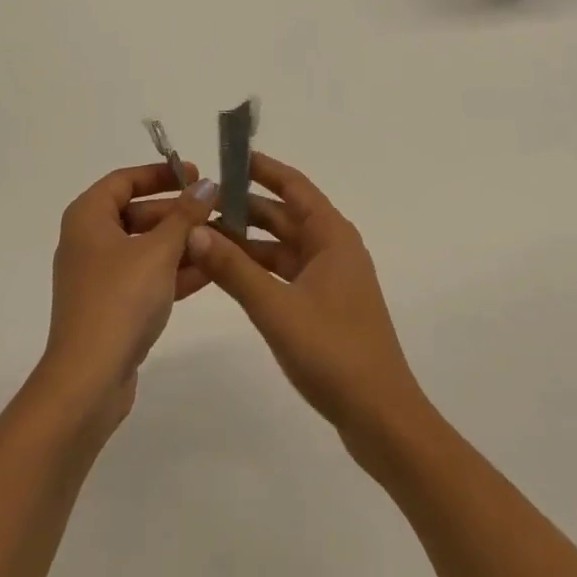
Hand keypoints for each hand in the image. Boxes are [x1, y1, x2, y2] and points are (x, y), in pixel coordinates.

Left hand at [39, 163, 219, 427]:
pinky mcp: (111, 308)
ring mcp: (98, 277)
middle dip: (177, 212)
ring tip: (222, 239)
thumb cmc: (120, 300)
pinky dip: (173, 272)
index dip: (160, 174)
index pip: (125, 179)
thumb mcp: (159, 251)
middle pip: (136, 212)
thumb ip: (185, 215)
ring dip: (180, 243)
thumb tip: (206, 185)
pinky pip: (145, 277)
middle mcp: (88, 240)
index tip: (195, 174)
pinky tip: (210, 271)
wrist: (88, 382)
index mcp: (88, 217)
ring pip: (144, 247)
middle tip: (214, 209)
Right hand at [182, 152, 424, 439]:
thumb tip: (194, 231)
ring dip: (247, 240)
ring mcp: (329, 278)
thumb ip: (234, 269)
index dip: (261, 168)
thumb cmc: (334, 353)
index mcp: (331, 235)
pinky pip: (284, 272)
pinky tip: (226, 272)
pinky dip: (257, 268)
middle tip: (201, 201)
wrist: (382, 420)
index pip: (293, 185)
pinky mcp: (323, 305)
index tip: (226, 156)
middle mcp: (332, 248)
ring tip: (203, 234)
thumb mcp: (277, 308)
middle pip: (284, 214)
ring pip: (281, 245)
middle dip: (244, 206)